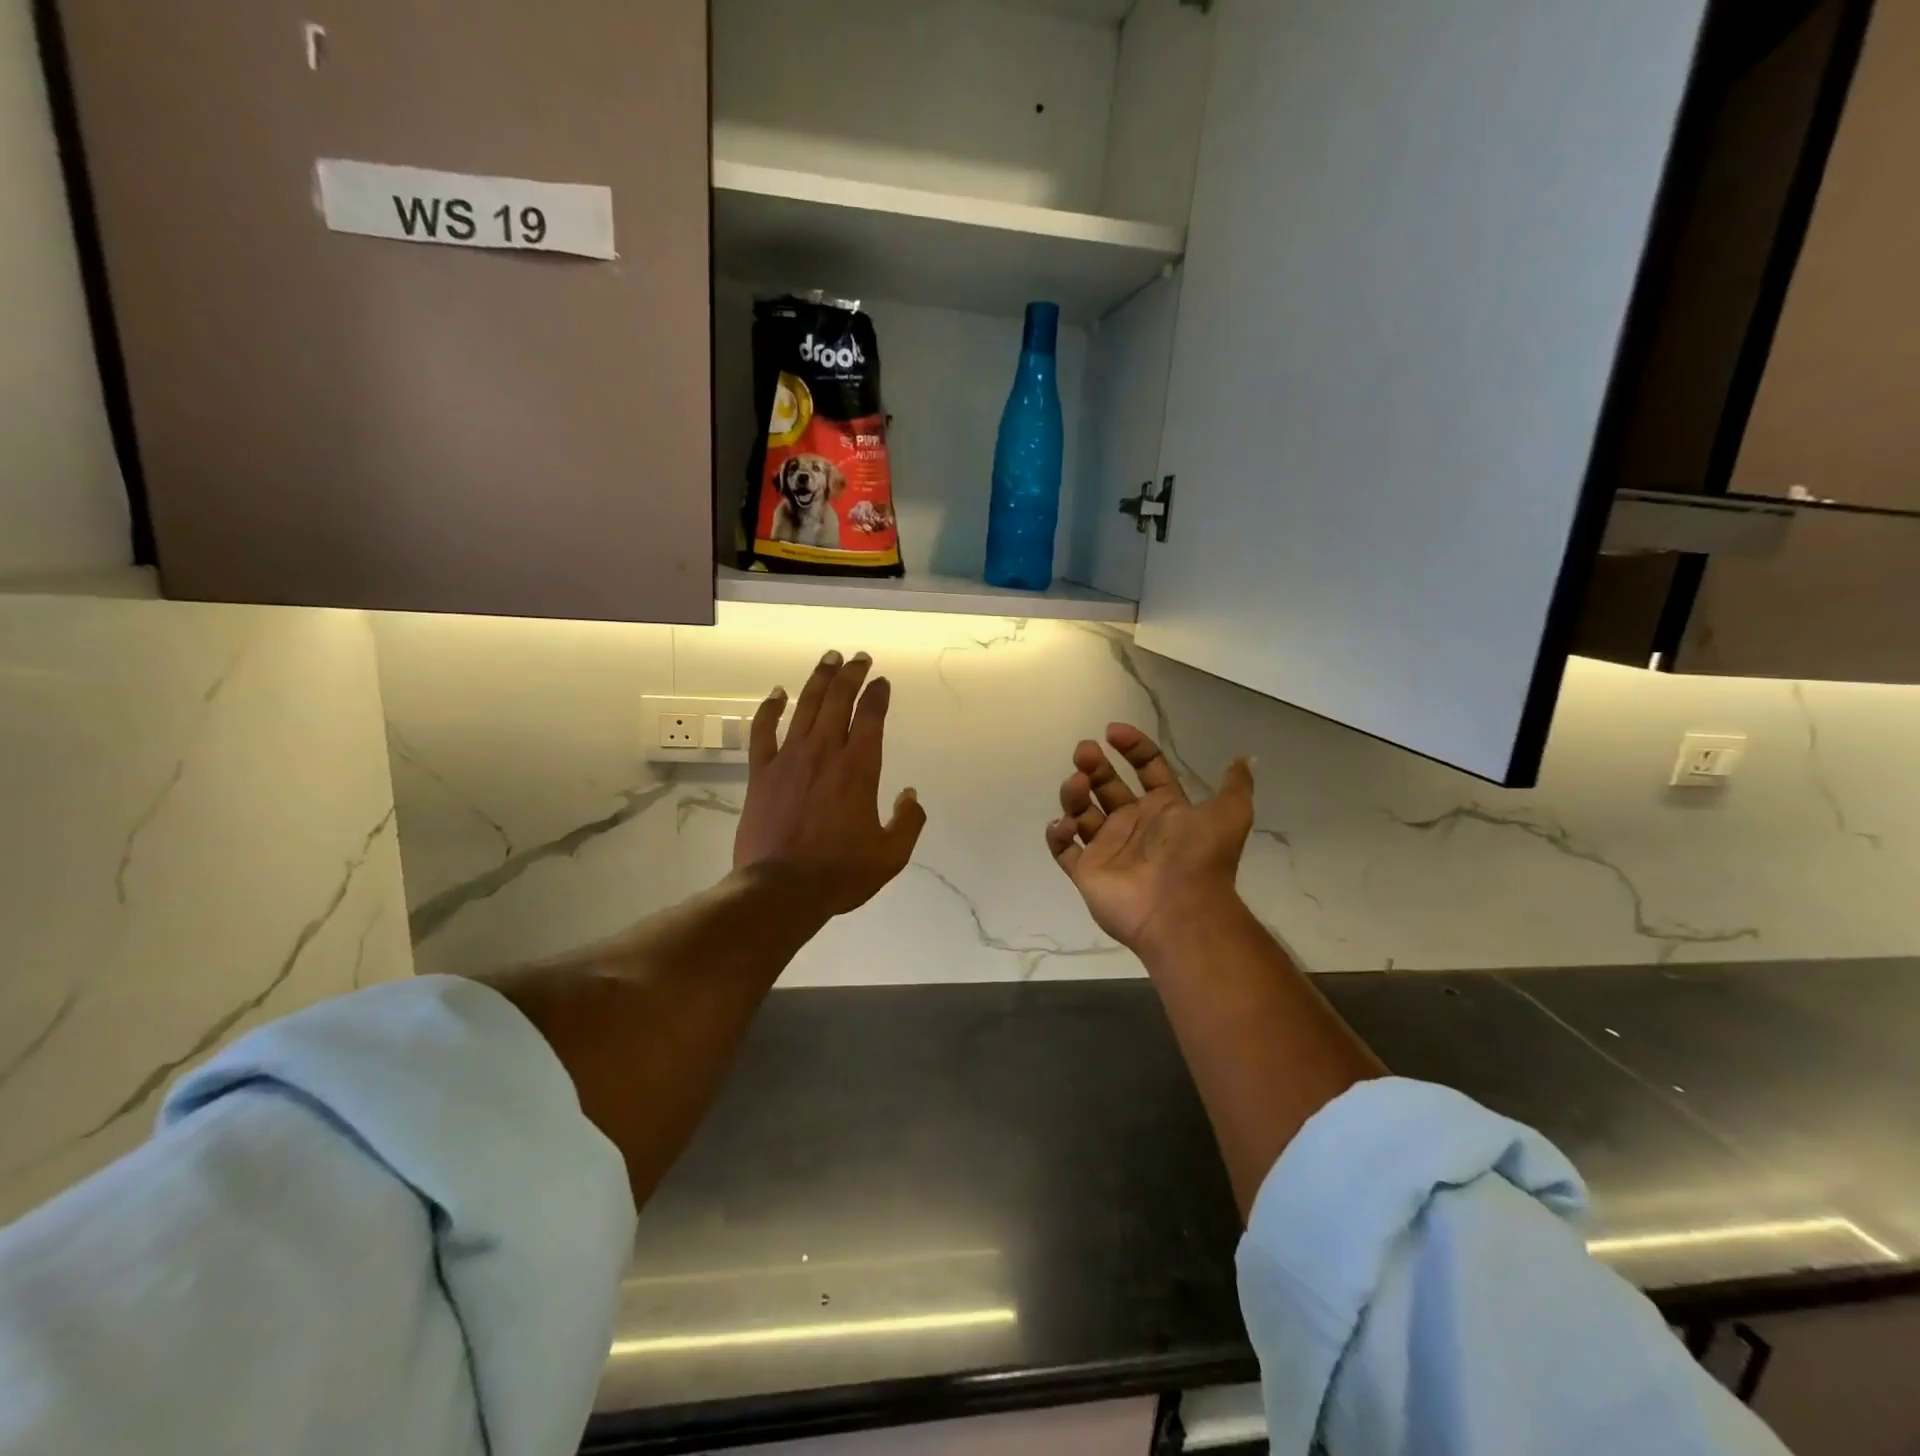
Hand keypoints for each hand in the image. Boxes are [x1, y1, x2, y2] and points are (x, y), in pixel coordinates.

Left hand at [734, 649, 925, 918]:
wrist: (781, 890)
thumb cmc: (840, 873)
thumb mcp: (891, 855)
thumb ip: (908, 821)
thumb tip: (911, 795)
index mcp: (859, 768)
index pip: (871, 716)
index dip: (878, 694)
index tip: (882, 682)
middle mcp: (825, 752)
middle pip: (838, 700)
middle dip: (852, 675)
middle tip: (859, 658)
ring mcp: (789, 759)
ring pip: (805, 706)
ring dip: (819, 679)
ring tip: (829, 659)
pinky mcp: (761, 773)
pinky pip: (763, 731)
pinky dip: (770, 708)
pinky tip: (777, 693)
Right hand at [1045, 724, 1253, 953]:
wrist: (1180, 910)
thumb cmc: (1199, 858)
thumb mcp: (1229, 815)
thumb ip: (1235, 786)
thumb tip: (1246, 758)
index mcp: (1164, 809)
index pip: (1145, 768)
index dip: (1132, 747)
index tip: (1113, 732)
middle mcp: (1133, 824)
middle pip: (1106, 785)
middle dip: (1094, 765)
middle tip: (1084, 752)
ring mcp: (1107, 848)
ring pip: (1081, 811)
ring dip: (1074, 793)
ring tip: (1077, 785)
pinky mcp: (1086, 871)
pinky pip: (1063, 848)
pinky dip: (1057, 833)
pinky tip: (1066, 823)